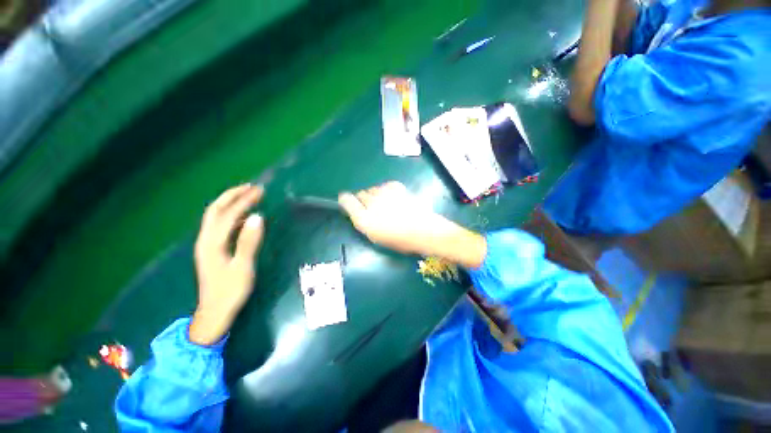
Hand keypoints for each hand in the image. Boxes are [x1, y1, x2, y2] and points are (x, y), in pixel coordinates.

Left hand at [189, 184, 264, 344]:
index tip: (259, 190)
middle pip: (215, 210)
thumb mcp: (243, 267)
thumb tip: (258, 217)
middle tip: (251, 187)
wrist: (214, 312)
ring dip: (230, 203)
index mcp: (212, 243)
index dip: (244, 201)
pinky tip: (243, 216)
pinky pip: (220, 224)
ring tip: (247, 195)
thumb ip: (249, 241)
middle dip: (232, 195)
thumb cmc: (230, 290)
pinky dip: (230, 214)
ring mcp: (207, 244)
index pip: (229, 214)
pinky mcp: (212, 249)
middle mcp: (206, 239)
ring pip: (215, 216)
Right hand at [338, 181, 486, 268]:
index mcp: (364, 219)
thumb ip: (364, 222)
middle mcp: (371, 203)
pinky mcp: (395, 187)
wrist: (424, 230)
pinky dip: (387, 191)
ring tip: (386, 204)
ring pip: (373, 189)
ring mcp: (384, 193)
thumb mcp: (377, 237)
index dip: (346, 199)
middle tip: (373, 208)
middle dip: (364, 200)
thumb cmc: (400, 240)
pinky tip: (394, 198)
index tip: (347, 200)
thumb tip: (360, 212)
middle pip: (360, 194)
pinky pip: (385, 186)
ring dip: (376, 195)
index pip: (347, 201)